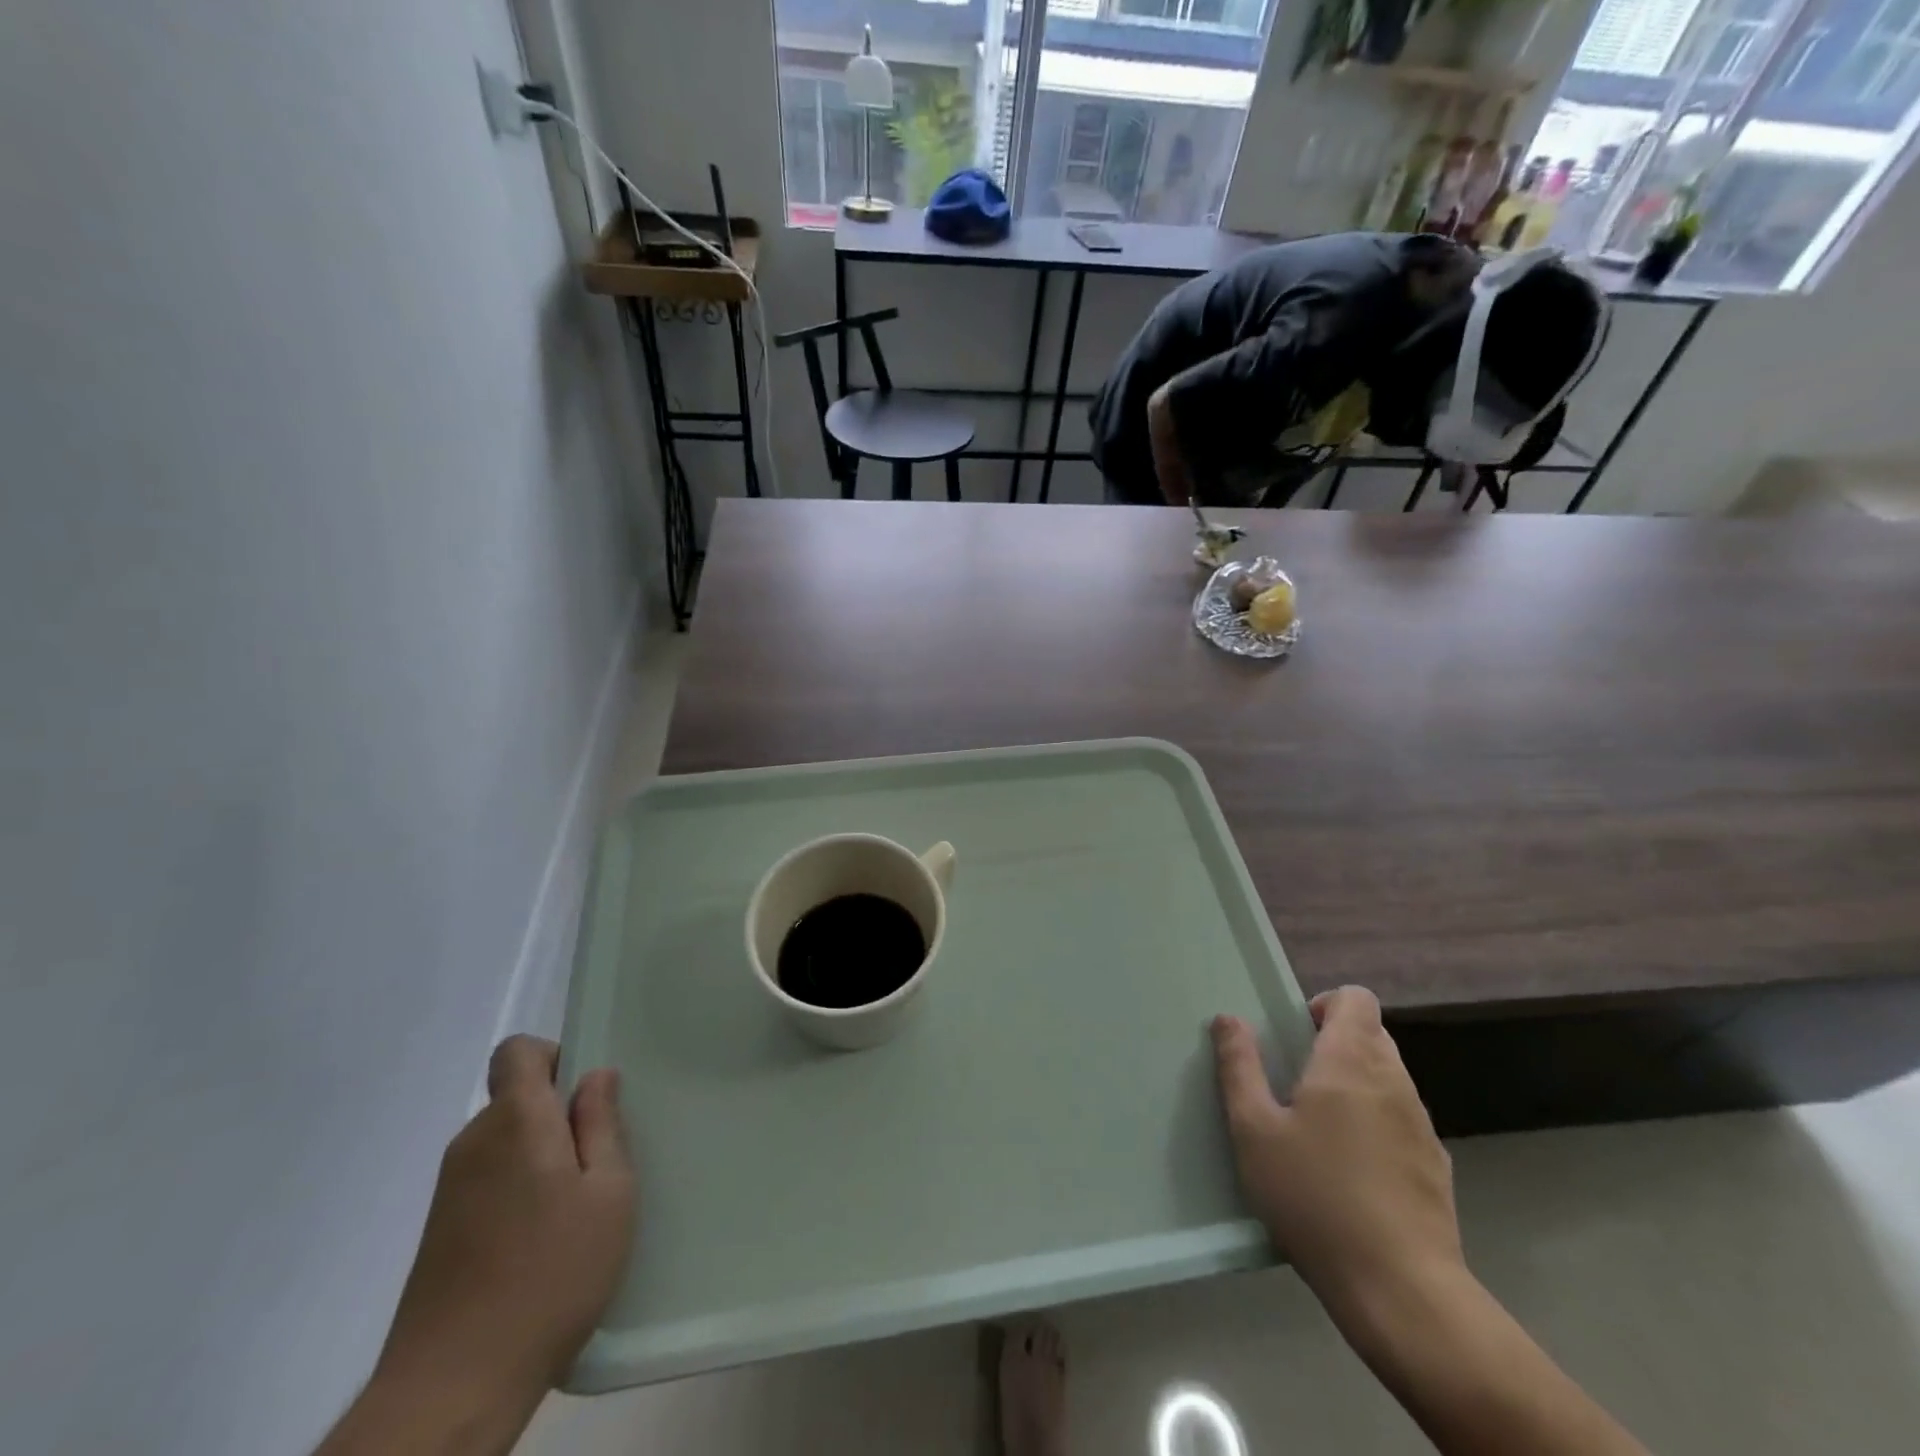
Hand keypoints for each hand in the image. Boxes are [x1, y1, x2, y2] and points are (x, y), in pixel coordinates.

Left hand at [377, 1036, 635, 1401]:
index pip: (517, 1052)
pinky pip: (489, 1179)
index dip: (553, 1056)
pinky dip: (518, 1190)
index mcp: (516, 1120)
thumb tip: (596, 1076)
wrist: (452, 1388)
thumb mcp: (609, 1193)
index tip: (586, 1095)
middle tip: (599, 1161)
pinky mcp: (439, 1231)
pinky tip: (542, 1242)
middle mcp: (474, 1142)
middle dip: (558, 1113)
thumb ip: (602, 1125)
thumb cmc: (551, 1274)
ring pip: (505, 1141)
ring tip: (575, 1208)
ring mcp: (450, 1189)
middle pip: (516, 1097)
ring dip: (540, 1156)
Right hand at [1211, 989, 1461, 1326]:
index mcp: (1350, 1061)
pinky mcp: (1436, 1166)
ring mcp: (1422, 1125)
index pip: (1356, 999)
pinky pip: (1402, 1120)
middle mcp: (1394, 1081)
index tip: (1296, 1035)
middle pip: (1372, 1034)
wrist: (1401, 1290)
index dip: (1325, 1005)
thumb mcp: (1254, 1131)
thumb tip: (1228, 1019)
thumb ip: (1239, 1067)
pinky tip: (1353, 1171)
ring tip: (1321, 1128)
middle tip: (1297, 1080)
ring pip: (1388, 1077)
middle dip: (1336, 1043)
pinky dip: (1377, 1123)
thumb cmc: (1315, 1197)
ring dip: (1356, 1083)